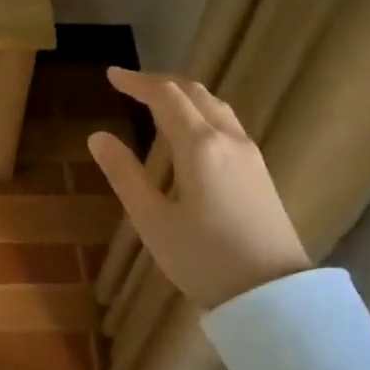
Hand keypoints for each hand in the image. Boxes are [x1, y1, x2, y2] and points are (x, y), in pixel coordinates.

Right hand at [87, 68, 309, 311]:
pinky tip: (193, 131)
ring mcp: (249, 154)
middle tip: (131, 85)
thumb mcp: (152, 220)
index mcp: (199, 145)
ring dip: (185, 95)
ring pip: (216, 106)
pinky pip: (228, 123)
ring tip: (159, 101)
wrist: (272, 294)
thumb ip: (124, 174)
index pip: (165, 96)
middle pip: (195, 93)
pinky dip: (203, 111)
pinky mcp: (259, 171)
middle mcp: (228, 138)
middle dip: (161, 83)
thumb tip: (97, 137)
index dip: (137, 82)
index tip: (112, 75)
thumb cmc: (203, 258)